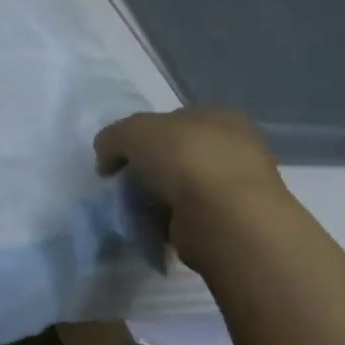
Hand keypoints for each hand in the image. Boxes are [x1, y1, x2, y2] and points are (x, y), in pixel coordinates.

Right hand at [93, 109, 288, 246]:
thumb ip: (112, 137)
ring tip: (136, 209)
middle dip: (149, 169)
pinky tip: (153, 226)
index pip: (172, 121)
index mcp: (220, 117)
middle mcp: (234, 148)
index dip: (141, 136)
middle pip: (176, 155)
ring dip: (158, 198)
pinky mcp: (231, 223)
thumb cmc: (184, 159)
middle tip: (125, 184)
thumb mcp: (132, 131)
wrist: (224, 219)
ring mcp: (237, 188)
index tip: (120, 157)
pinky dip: (169, 222)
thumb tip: (107, 160)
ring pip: (182, 187)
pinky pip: (188, 217)